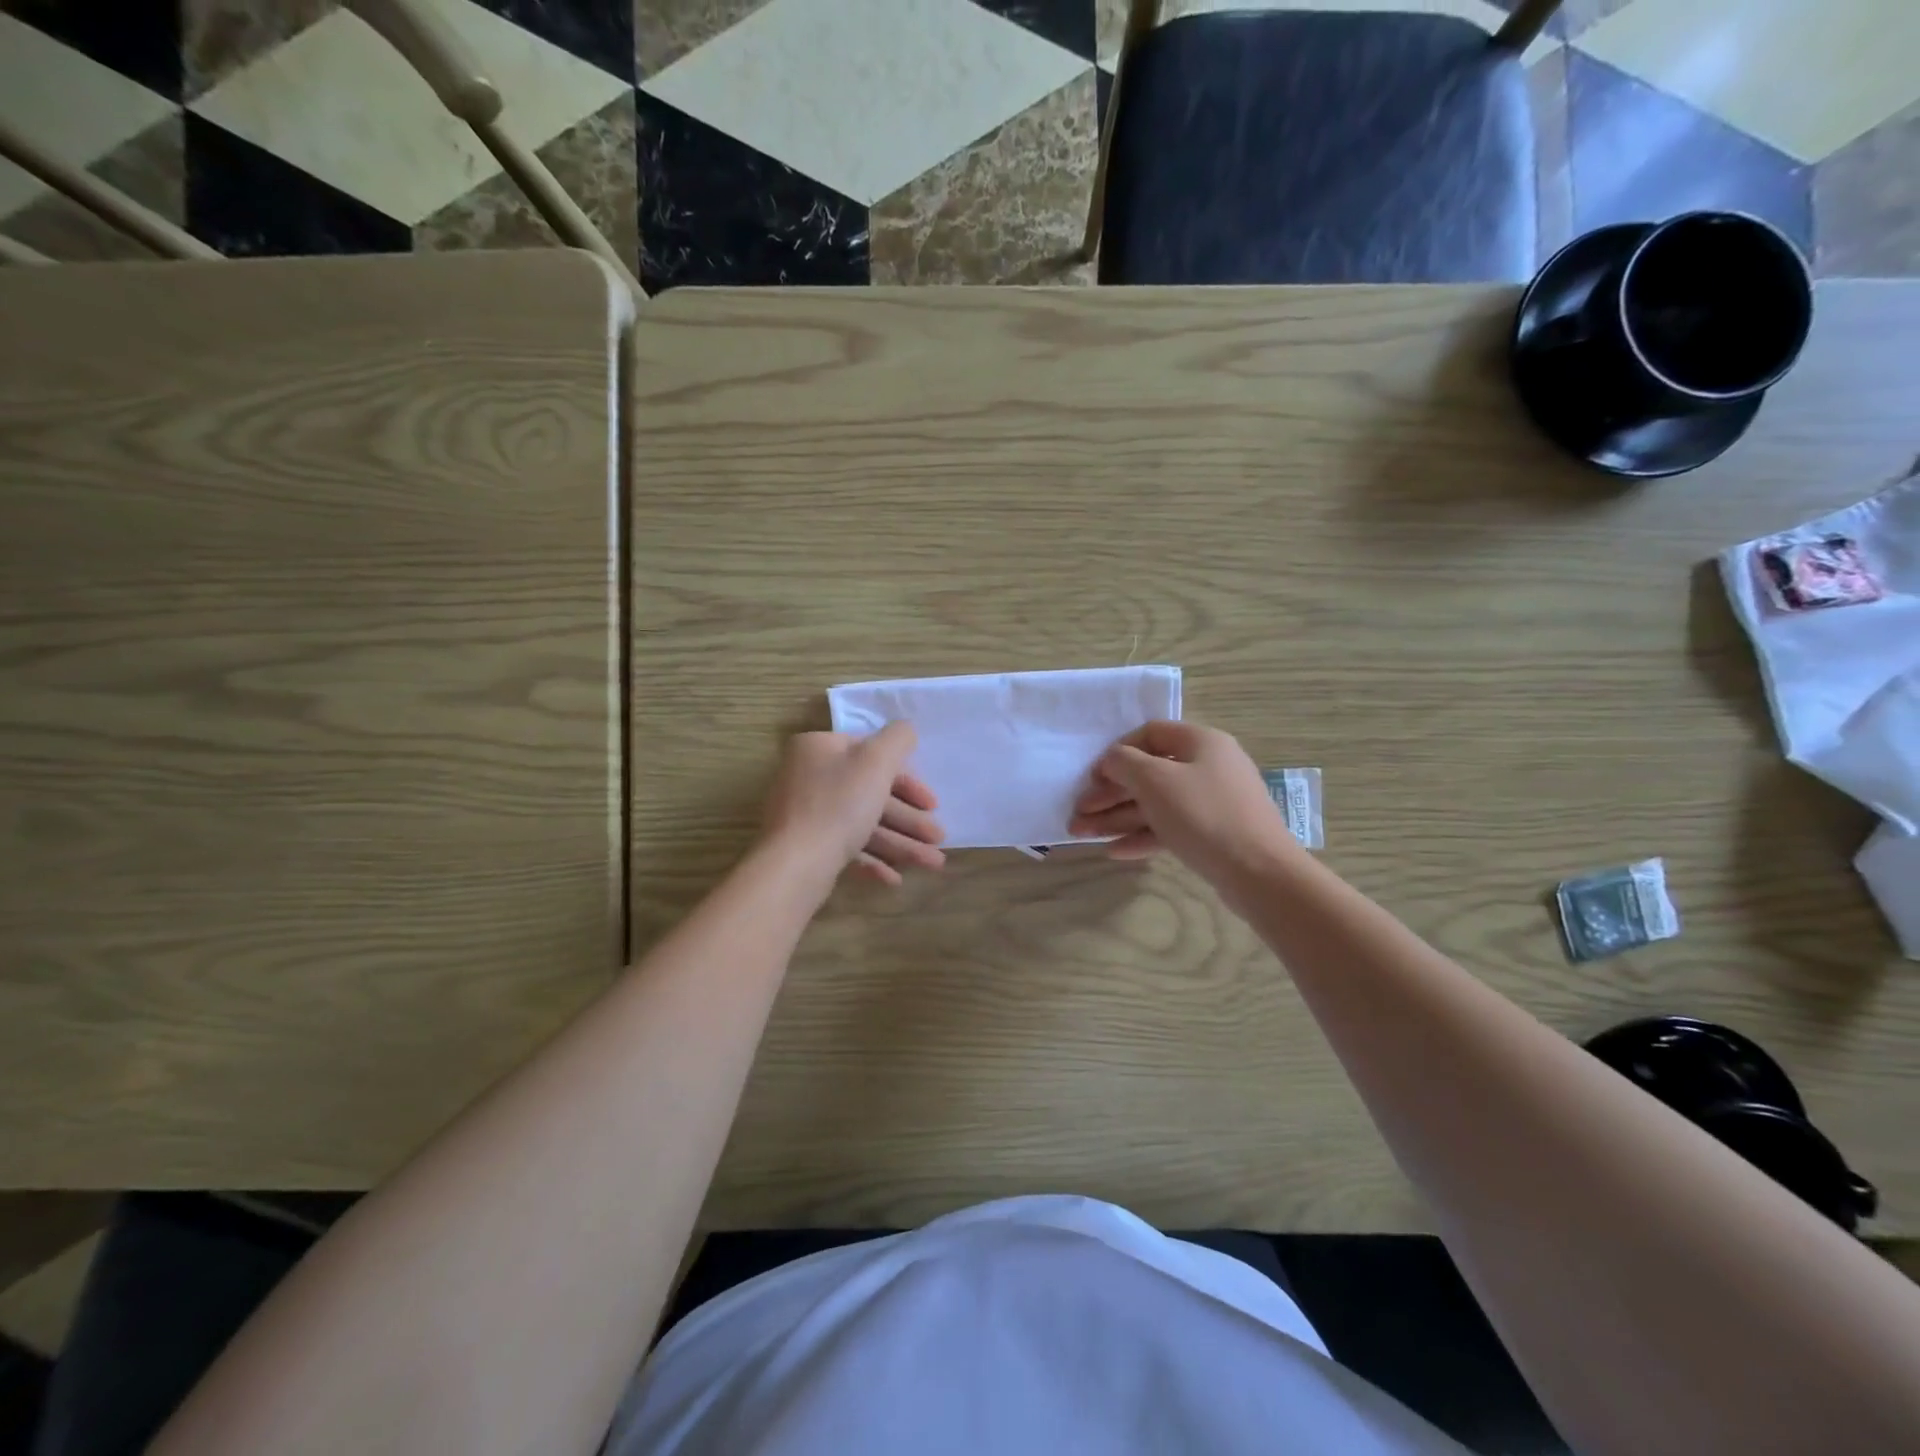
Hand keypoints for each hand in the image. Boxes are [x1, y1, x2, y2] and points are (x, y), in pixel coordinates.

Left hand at [760, 724, 945, 887]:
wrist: (795, 865)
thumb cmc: (839, 805)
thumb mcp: (876, 761)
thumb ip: (898, 739)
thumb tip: (906, 729)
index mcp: (819, 748)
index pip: (871, 755)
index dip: (907, 780)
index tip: (932, 804)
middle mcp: (808, 776)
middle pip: (870, 793)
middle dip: (910, 819)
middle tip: (938, 838)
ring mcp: (805, 814)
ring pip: (862, 823)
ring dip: (901, 843)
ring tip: (933, 863)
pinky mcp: (806, 846)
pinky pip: (846, 847)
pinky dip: (873, 859)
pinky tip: (895, 878)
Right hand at [1069, 720, 1297, 885]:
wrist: (1260, 873)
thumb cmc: (1204, 815)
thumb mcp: (1156, 781)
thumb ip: (1124, 763)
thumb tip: (1112, 760)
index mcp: (1200, 742)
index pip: (1150, 734)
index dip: (1117, 752)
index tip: (1093, 776)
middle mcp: (1208, 766)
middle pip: (1148, 773)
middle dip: (1109, 794)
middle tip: (1078, 812)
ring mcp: (1212, 802)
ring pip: (1155, 804)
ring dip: (1117, 817)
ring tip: (1081, 834)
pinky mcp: (1213, 834)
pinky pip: (1170, 828)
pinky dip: (1142, 836)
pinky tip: (1114, 851)